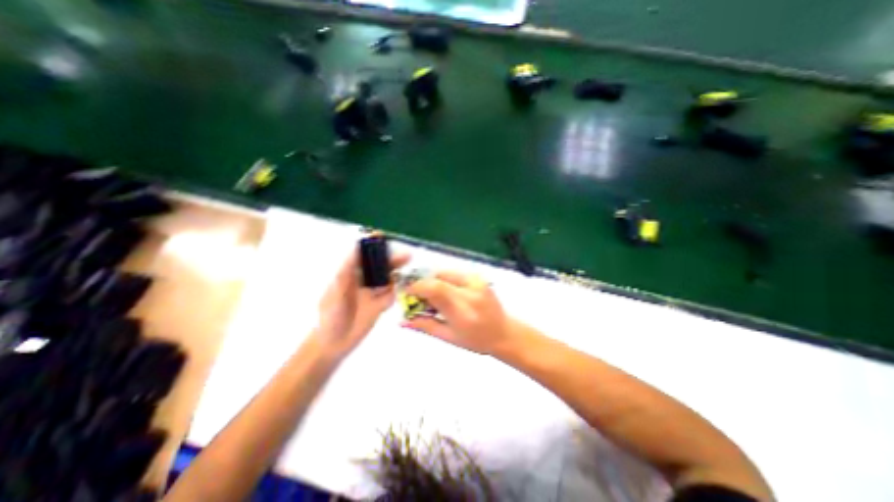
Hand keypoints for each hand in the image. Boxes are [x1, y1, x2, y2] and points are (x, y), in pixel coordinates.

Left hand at [316, 243, 409, 354]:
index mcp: (349, 275)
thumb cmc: (330, 316)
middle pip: (379, 266)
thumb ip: (346, 273)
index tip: (381, 236)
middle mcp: (363, 281)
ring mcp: (372, 293)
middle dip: (391, 259)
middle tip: (406, 256)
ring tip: (406, 274)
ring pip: (388, 279)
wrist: (333, 344)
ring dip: (396, 274)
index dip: (371, 245)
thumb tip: (355, 251)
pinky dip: (394, 293)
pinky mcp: (379, 305)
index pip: (362, 256)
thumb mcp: (336, 292)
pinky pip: (390, 295)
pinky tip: (394, 295)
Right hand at [404, 270, 520, 356]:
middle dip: (423, 284)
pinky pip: (453, 273)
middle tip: (418, 296)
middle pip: (438, 277)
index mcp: (463, 310)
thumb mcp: (449, 337)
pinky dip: (444, 280)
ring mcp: (477, 281)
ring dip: (433, 281)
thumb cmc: (477, 340)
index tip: (406, 293)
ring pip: (445, 272)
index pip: (435, 289)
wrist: (504, 332)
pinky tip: (445, 293)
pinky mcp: (479, 277)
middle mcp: (471, 291)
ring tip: (432, 296)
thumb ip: (425, 326)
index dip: (417, 287)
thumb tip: (401, 321)